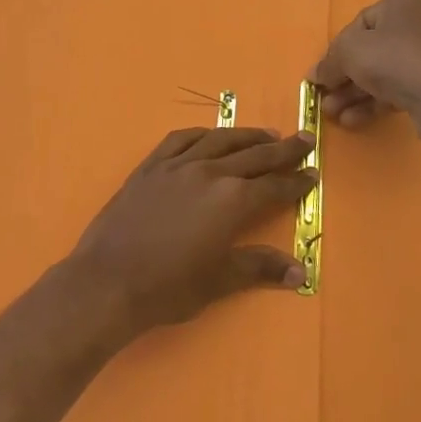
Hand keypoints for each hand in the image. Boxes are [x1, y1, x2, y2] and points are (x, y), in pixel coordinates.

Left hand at [67, 127, 316, 336]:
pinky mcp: (150, 167)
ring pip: (219, 141)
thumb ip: (259, 267)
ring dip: (246, 136)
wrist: (107, 280)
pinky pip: (180, 140)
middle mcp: (209, 173)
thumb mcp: (219, 280)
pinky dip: (201, 134)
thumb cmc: (167, 287)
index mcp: (231, 200)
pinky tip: (210, 135)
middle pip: (254, 156)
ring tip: (265, 135)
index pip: (273, 187)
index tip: (313, 174)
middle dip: (283, 150)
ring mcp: (177, 165)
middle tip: (304, 140)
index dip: (296, 182)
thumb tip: (300, 272)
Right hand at [310, 0, 420, 137]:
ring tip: (331, 114)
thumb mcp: (348, 52)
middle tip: (324, 97)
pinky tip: (351, 120)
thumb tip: (315, 74)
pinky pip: (393, 91)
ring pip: (379, 75)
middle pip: (368, 52)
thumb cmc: (391, 59)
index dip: (336, 50)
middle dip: (342, 78)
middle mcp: (415, 26)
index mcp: (399, 5)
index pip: (358, 24)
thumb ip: (328, 62)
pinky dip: (371, 103)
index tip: (323, 72)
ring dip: (352, 94)